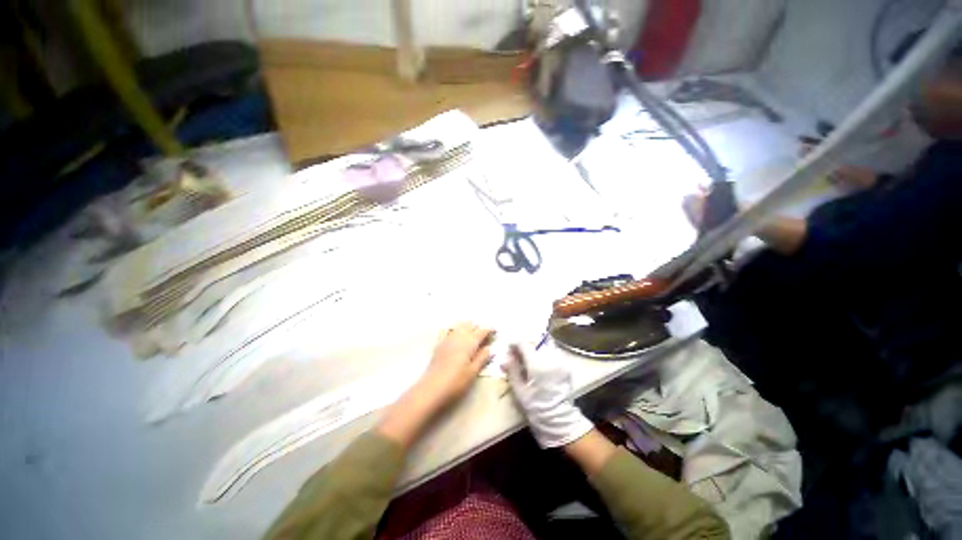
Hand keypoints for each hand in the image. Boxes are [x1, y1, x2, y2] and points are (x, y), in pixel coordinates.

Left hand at [378, 322, 492, 446]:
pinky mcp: (439, 344)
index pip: (482, 330)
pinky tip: (455, 334)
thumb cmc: (456, 382)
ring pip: (459, 326)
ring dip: (467, 327)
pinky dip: (454, 329)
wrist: (432, 389)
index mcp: (470, 342)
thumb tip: (489, 348)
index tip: (495, 331)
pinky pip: (448, 330)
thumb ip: (482, 358)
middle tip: (484, 336)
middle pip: (470, 325)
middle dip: (478, 327)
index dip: (489, 329)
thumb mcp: (473, 372)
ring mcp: (447, 338)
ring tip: (472, 334)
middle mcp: (459, 336)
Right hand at [504, 344, 593, 447]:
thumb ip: (512, 370)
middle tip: (517, 355)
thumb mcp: (518, 390)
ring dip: (534, 348)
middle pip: (534, 342)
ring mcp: (560, 361)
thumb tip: (506, 356)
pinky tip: (539, 363)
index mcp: (537, 365)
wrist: (558, 418)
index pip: (524, 343)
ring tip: (528, 359)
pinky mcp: (565, 365)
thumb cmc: (535, 406)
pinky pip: (552, 351)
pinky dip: (544, 353)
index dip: (515, 344)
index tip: (510, 349)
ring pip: (544, 345)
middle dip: (524, 346)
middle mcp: (550, 358)